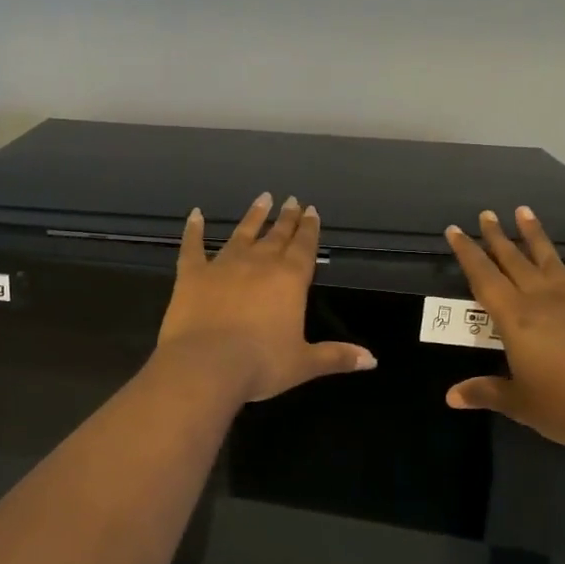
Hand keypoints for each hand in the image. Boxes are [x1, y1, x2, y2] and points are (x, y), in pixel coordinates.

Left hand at [157, 194, 376, 403]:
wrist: (206, 365)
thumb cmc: (261, 365)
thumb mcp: (303, 364)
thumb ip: (336, 356)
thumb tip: (372, 360)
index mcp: (289, 280)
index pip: (304, 247)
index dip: (309, 229)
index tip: (311, 210)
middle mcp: (259, 263)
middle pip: (277, 236)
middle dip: (287, 218)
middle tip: (292, 200)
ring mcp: (223, 265)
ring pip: (242, 234)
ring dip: (253, 216)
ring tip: (263, 198)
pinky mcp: (192, 274)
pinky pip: (193, 246)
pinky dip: (193, 230)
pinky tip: (195, 215)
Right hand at [443, 206, 564, 451]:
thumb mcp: (519, 403)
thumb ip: (485, 392)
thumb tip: (450, 396)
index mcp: (515, 318)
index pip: (483, 277)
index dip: (467, 253)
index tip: (455, 230)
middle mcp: (542, 298)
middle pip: (513, 260)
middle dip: (497, 237)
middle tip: (486, 214)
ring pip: (549, 257)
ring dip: (534, 234)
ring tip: (523, 210)